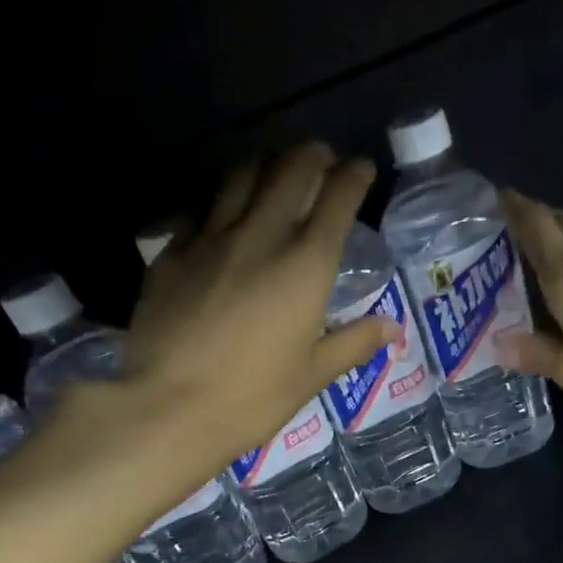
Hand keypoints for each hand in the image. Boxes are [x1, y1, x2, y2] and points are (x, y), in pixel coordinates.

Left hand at [122, 142, 395, 461]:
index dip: (352, 177)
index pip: (336, 200)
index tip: (360, 168)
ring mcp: (209, 239)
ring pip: (240, 178)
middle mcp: (260, 237)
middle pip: (288, 172)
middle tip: (320, 157)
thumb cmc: (254, 398)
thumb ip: (354, 343)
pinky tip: (221, 215)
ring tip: (273, 169)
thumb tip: (392, 328)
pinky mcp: (171, 254)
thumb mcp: (313, 375)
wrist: (170, 406)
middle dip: (311, 156)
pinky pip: (199, 210)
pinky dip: (219, 202)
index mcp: (305, 266)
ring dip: (264, 165)